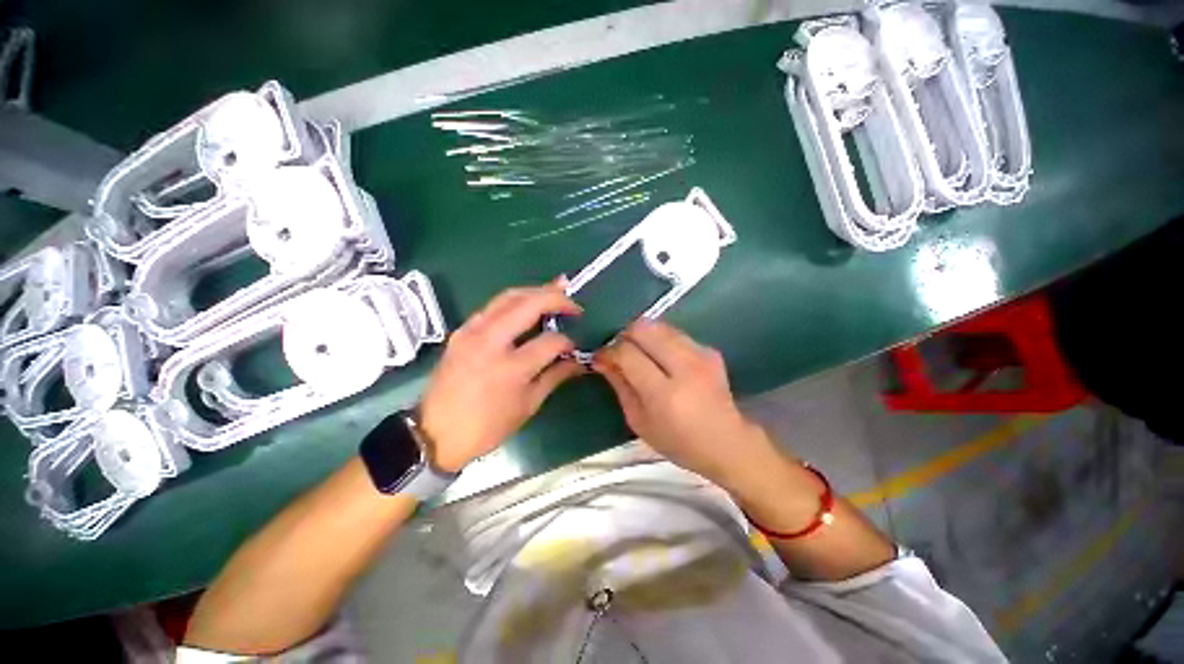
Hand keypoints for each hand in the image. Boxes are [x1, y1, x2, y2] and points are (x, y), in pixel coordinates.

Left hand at [420, 282, 584, 472]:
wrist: (434, 433)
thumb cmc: (487, 427)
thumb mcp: (527, 406)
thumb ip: (555, 376)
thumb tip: (578, 361)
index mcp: (511, 368)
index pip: (550, 341)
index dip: (567, 342)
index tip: (572, 348)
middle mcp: (491, 341)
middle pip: (529, 304)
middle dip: (556, 298)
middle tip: (573, 302)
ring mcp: (472, 332)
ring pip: (508, 296)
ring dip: (535, 292)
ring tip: (555, 291)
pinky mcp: (461, 331)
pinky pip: (492, 306)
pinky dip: (514, 301)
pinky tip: (526, 305)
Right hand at [592, 320, 777, 490]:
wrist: (727, 443)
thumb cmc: (678, 441)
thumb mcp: (639, 421)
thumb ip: (620, 386)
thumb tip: (601, 359)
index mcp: (665, 393)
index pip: (628, 353)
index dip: (609, 351)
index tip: (600, 356)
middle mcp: (685, 367)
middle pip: (644, 329)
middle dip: (624, 335)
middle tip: (618, 350)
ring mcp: (701, 355)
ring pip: (659, 325)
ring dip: (642, 334)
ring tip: (637, 352)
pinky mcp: (709, 350)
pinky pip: (674, 332)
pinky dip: (659, 339)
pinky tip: (659, 356)